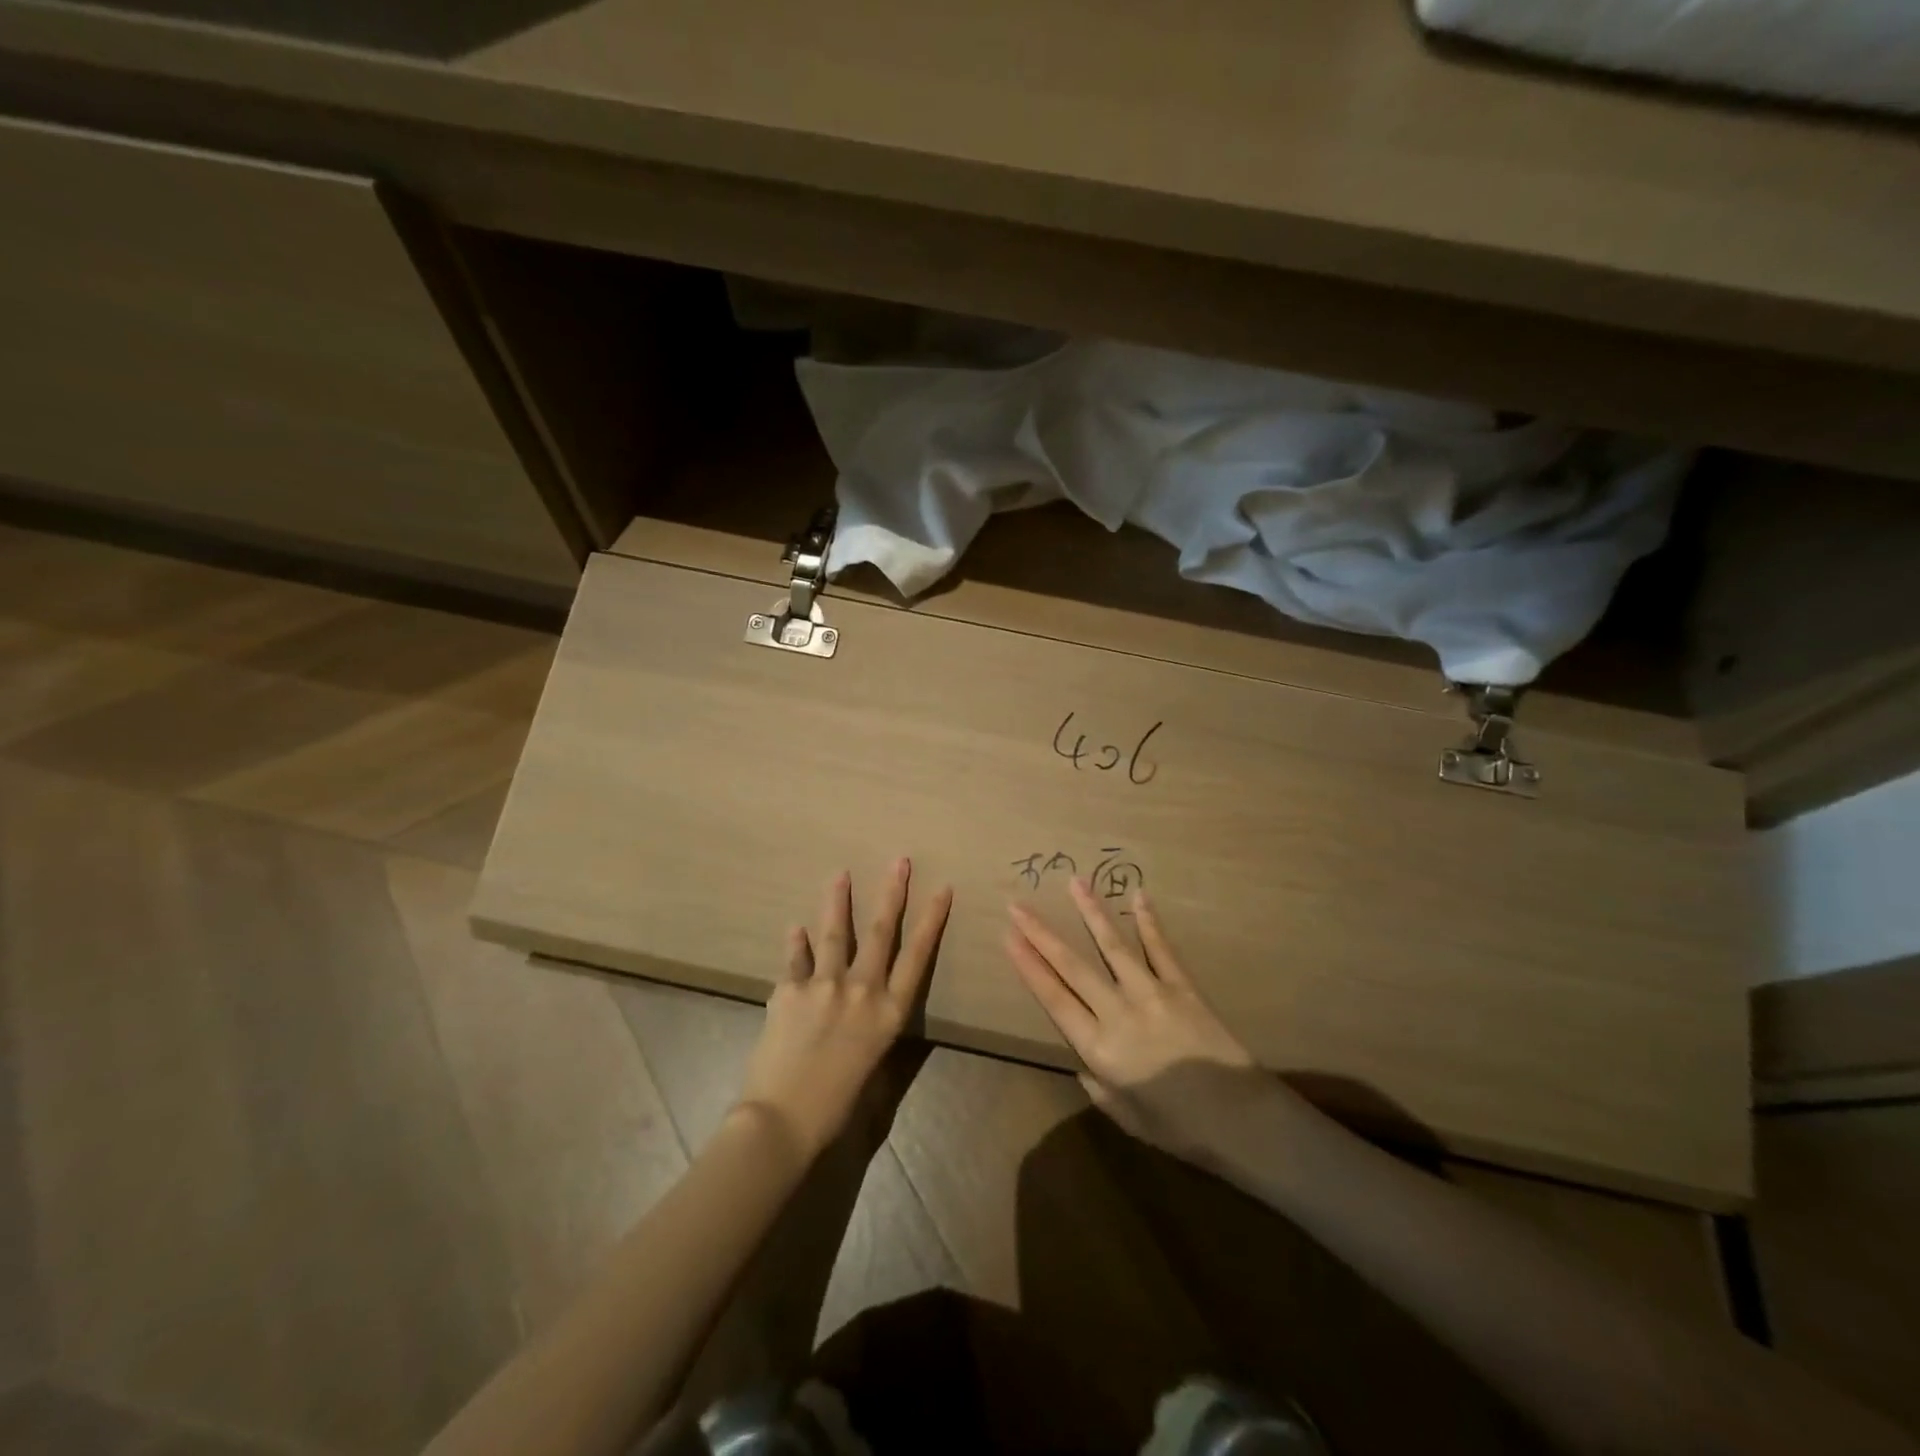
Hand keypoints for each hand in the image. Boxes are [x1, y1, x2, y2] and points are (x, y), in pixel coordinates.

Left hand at [735, 859, 952, 1163]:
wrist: (783, 1121)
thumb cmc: (837, 1107)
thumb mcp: (872, 1066)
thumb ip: (872, 1027)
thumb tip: (868, 1004)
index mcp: (889, 1012)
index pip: (917, 955)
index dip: (931, 919)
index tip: (941, 888)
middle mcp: (862, 990)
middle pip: (881, 932)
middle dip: (892, 893)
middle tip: (899, 861)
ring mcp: (824, 985)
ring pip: (835, 932)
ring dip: (838, 900)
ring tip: (839, 873)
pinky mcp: (788, 990)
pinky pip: (795, 959)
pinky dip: (796, 943)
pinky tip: (796, 928)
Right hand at [1007, 878, 1275, 1167]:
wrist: (1242, 1120)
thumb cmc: (1180, 1128)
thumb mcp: (1127, 1117)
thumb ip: (1098, 1086)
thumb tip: (1084, 1060)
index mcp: (1100, 1049)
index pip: (1054, 998)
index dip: (1029, 966)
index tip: (1008, 937)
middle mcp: (1119, 1012)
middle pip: (1072, 966)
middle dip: (1041, 933)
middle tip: (1017, 905)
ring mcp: (1152, 993)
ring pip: (1113, 945)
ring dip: (1091, 912)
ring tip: (1075, 881)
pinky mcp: (1183, 986)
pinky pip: (1161, 948)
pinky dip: (1149, 921)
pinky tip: (1138, 896)